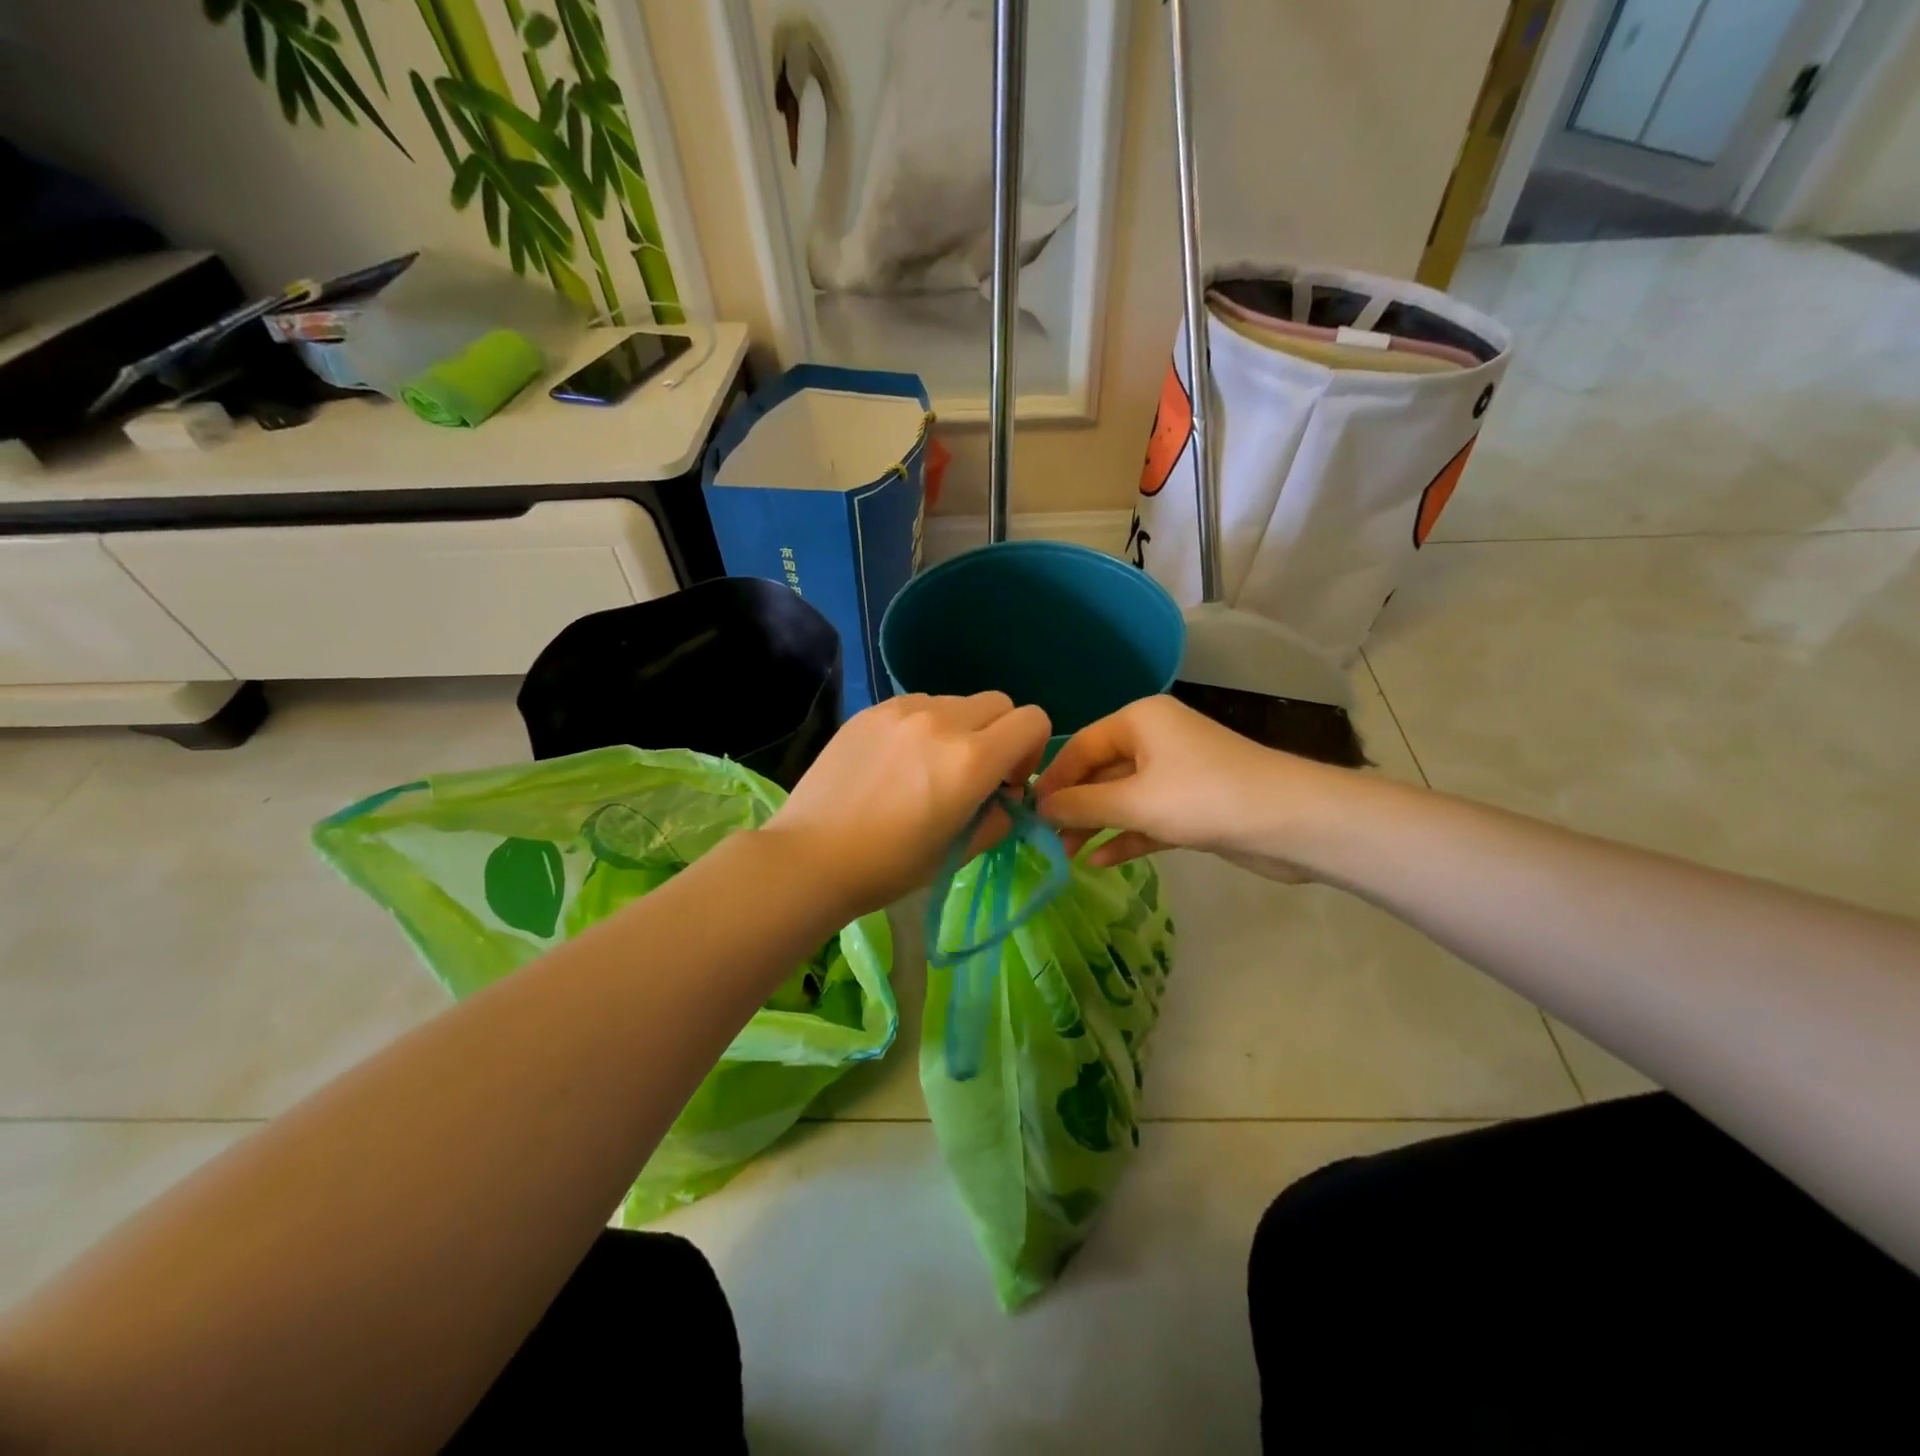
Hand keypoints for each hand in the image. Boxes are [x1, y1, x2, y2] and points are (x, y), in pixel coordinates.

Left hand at [766, 692, 1051, 914]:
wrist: (811, 857)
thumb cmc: (889, 867)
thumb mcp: (958, 852)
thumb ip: (999, 818)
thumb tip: (1007, 797)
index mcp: (971, 759)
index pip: (1033, 720)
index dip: (1032, 750)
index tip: (1009, 781)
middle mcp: (942, 720)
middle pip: (999, 703)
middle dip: (1000, 734)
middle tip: (975, 772)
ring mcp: (902, 710)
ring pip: (956, 701)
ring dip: (960, 728)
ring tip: (929, 766)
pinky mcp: (872, 711)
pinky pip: (918, 705)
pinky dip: (924, 726)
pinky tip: (897, 761)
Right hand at [1033, 695, 1337, 881]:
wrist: (1291, 822)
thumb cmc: (1203, 798)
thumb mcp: (1133, 801)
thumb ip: (1081, 805)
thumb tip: (1038, 807)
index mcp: (1139, 720)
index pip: (1080, 745)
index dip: (1052, 779)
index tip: (1028, 812)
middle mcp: (1155, 738)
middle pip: (1099, 771)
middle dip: (1073, 806)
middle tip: (1044, 841)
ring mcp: (1175, 772)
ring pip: (1122, 797)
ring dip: (1095, 825)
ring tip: (1065, 856)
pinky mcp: (1192, 805)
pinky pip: (1146, 817)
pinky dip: (1125, 836)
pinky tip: (1100, 861)